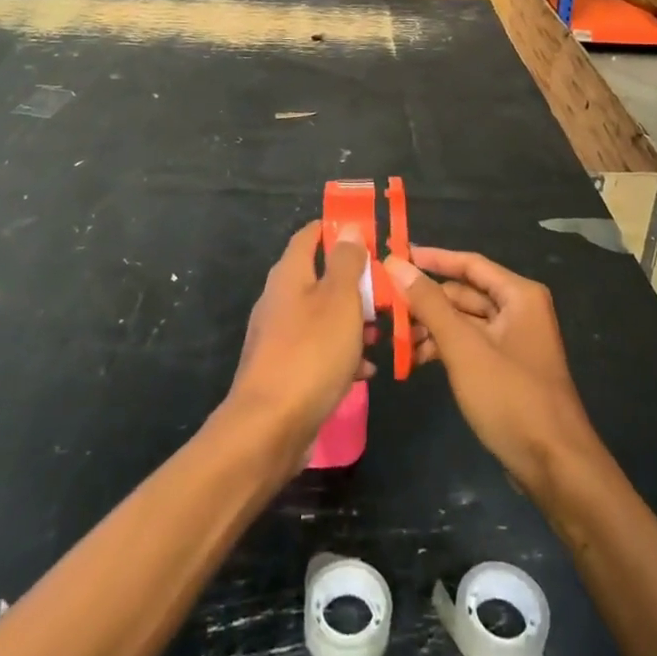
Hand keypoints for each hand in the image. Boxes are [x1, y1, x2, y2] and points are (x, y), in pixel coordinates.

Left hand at [226, 221, 370, 457]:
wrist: (270, 426)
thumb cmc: (311, 351)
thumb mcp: (340, 299)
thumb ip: (346, 262)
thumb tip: (348, 229)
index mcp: (290, 274)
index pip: (310, 234)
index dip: (337, 229)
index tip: (369, 234)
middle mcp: (280, 299)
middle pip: (320, 277)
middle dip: (355, 283)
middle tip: (386, 292)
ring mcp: (280, 336)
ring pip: (323, 316)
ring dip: (353, 322)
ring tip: (381, 334)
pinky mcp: (285, 369)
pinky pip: (319, 351)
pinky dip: (342, 355)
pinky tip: (366, 371)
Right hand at [384, 247, 598, 497]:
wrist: (555, 467)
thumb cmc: (510, 397)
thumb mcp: (463, 346)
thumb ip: (428, 303)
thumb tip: (395, 263)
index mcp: (519, 295)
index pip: (469, 263)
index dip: (432, 258)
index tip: (394, 256)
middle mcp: (519, 310)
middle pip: (465, 293)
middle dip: (426, 301)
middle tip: (385, 306)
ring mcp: (514, 341)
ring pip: (464, 321)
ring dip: (431, 328)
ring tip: (395, 340)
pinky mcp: (506, 369)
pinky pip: (469, 345)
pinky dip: (444, 349)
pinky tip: (415, 362)